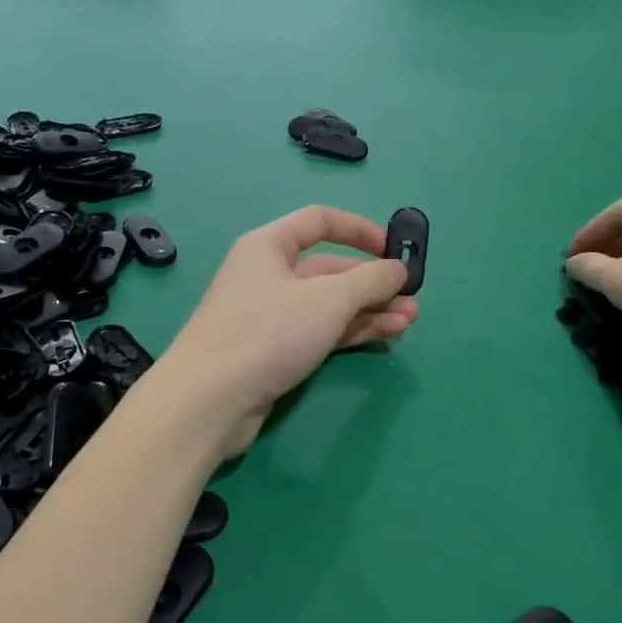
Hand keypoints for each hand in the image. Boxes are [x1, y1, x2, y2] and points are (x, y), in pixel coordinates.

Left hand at [160, 207, 417, 454]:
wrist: (209, 401)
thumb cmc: (268, 332)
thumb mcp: (329, 299)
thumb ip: (370, 280)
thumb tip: (398, 269)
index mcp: (269, 246)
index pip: (319, 221)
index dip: (359, 229)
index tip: (393, 248)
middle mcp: (268, 274)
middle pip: (329, 268)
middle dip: (373, 282)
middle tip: (412, 298)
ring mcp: (269, 315)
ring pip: (328, 304)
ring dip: (369, 310)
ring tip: (409, 321)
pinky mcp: (273, 350)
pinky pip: (320, 331)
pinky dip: (351, 331)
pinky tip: (386, 335)